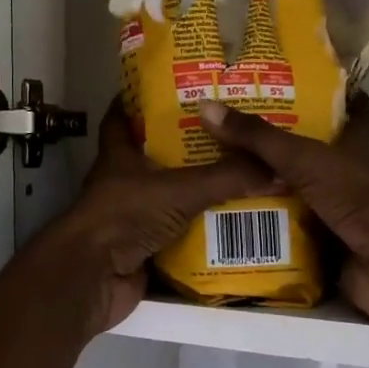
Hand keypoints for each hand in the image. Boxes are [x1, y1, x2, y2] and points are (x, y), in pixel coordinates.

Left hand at [45, 101, 274, 333]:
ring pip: (168, 199)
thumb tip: (275, 167)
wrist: (93, 278)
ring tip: (240, 178)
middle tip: (227, 137)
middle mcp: (122, 183)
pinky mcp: (140, 250)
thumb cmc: (126, 216)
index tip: (172, 89)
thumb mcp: (180, 189)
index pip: (121, 117)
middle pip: (154, 158)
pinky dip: (199, 232)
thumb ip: (226, 178)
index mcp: (119, 156)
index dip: (140, 100)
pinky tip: (231, 225)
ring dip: (196, 194)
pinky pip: (176, 235)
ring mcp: (130, 218)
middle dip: (186, 149)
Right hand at [197, 95, 368, 333]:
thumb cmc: (361, 196)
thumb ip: (259, 138)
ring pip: (293, 197)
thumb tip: (206, 107)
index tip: (293, 81)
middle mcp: (347, 175)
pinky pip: (286, 236)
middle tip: (225, 135)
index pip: (351, 109)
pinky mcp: (325, 247)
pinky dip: (262, 233)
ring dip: (262, 193)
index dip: (330, 94)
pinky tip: (226, 225)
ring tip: (213, 178)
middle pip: (308, 155)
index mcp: (357, 144)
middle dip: (273, 148)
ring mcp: (337, 213)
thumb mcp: (306, 158)